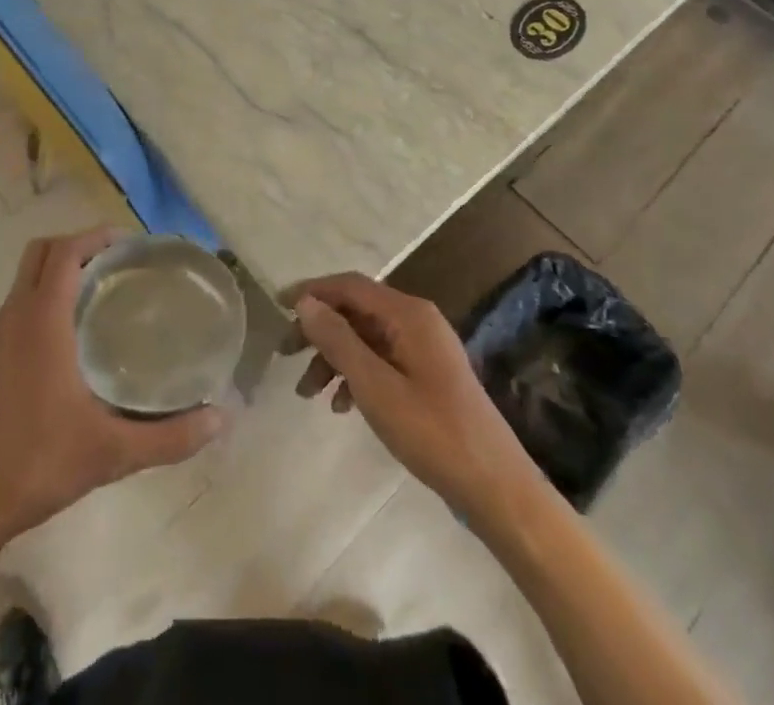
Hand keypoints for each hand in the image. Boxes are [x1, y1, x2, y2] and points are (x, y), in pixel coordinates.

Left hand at [0, 229, 225, 557]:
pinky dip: (45, 293)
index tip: (130, 243)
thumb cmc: (37, 464)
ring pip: (25, 276)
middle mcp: (16, 317)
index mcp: (41, 322)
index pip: (64, 252)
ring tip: (102, 288)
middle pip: (40, 252)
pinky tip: (74, 331)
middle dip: (77, 244)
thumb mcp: (111, 453)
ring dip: (58, 267)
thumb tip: (222, 417)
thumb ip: (170, 436)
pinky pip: (20, 301)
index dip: (95, 237)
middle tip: (118, 261)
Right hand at [285, 273, 546, 519]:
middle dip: (318, 330)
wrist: (496, 487)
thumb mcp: (375, 386)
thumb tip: (305, 303)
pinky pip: (381, 359)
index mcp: (408, 314)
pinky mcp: (427, 374)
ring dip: (333, 357)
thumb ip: (338, 340)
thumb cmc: (433, 432)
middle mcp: (416, 320)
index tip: (277, 307)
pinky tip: (341, 406)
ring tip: (306, 392)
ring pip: (365, 337)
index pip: (349, 285)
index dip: (311, 291)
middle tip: (285, 354)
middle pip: (355, 310)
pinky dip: (356, 375)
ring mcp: (424, 347)